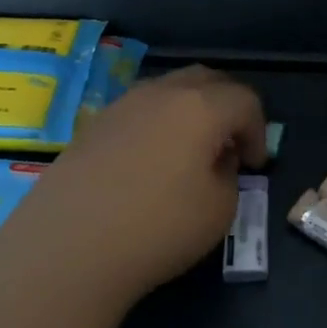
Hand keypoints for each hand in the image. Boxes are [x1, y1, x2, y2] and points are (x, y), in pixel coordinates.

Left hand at [0, 66, 266, 312]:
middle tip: (230, 143)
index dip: (259, 130)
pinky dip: (157, 124)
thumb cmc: (157, 228)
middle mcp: (161, 94)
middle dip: (228, 106)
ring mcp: (121, 106)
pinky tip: (150, 162)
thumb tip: (215, 160)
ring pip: (168, 90)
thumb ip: (228, 175)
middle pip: (206, 80)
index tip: (254, 165)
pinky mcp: (92, 126)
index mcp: (200, 107)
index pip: (244, 100)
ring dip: (190, 111)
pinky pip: (138, 111)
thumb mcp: (219, 210)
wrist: (67, 247)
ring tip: (190, 151)